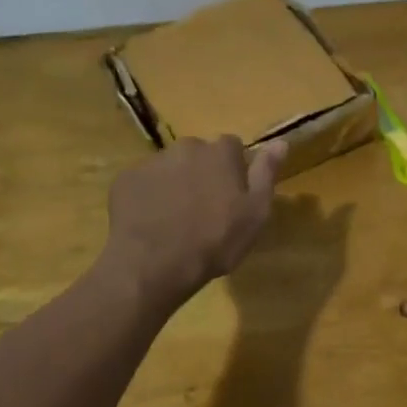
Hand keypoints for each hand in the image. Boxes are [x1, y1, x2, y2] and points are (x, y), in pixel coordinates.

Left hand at [103, 137, 286, 306]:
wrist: (154, 264)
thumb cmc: (215, 242)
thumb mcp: (255, 213)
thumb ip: (266, 174)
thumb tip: (280, 142)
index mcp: (220, 153)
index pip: (233, 147)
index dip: (234, 169)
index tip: (233, 195)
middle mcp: (186, 147)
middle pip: (199, 155)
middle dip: (202, 174)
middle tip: (204, 210)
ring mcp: (152, 162)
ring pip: (170, 168)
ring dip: (175, 184)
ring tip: (175, 219)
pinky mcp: (126, 180)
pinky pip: (144, 183)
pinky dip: (149, 196)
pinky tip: (152, 222)